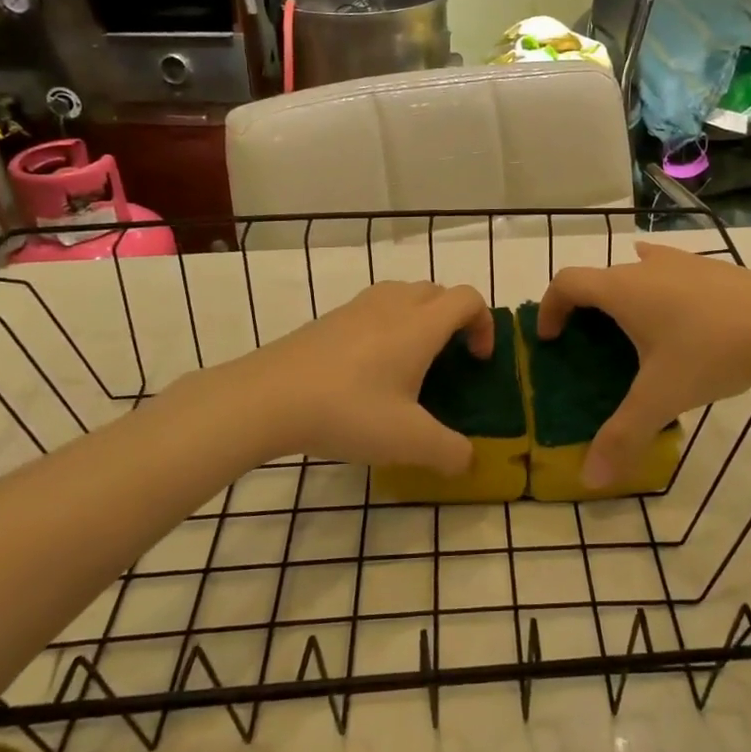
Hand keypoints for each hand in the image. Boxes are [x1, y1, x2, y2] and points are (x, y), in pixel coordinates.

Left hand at [226, 282, 492, 474]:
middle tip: (447, 361)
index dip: (484, 324)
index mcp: (420, 325)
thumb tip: (467, 460)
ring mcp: (357, 308)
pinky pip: (373, 309)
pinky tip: (368, 370)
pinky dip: (387, 326)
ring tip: (410, 362)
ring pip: (403, 295)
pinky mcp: (329, 319)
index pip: (468, 298)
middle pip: (437, 291)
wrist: (266, 398)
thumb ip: (449, 452)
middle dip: (453, 319)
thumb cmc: (348, 411)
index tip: (476, 361)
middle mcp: (393, 305)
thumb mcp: (408, 441)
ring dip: (420, 318)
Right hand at [538, 244, 750, 487]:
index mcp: (622, 289)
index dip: (550, 307)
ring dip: (626, 294)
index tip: (551, 338)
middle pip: (601, 277)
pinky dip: (662, 289)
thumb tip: (590, 479)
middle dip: (587, 307)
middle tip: (593, 345)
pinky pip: (673, 271)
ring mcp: (685, 262)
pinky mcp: (716, 269)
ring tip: (634, 329)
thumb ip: (622, 436)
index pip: (567, 282)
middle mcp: (646, 267)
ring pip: (639, 269)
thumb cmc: (710, 352)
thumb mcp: (661, 398)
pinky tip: (681, 313)